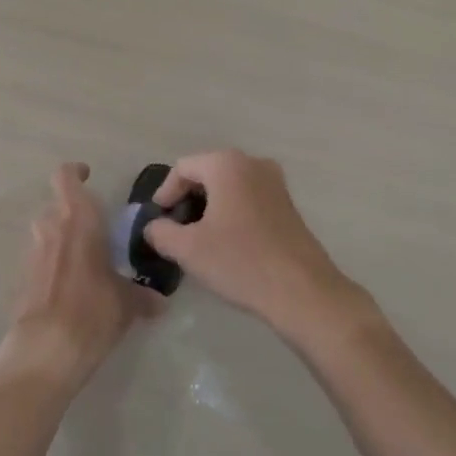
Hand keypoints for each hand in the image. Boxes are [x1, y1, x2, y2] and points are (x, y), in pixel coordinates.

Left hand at [0, 163, 153, 393]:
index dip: (75, 172)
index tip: (88, 176)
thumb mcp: (126, 304)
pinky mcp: (21, 280)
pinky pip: (39, 261)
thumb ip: (141, 296)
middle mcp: (51, 228)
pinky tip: (70, 290)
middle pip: (55, 206)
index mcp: (78, 219)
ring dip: (60, 239)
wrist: (46, 351)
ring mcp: (32, 254)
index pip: (66, 177)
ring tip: (84, 262)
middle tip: (95, 231)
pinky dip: (52, 266)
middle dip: (72, 214)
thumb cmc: (92, 312)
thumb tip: (159, 301)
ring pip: (45, 233)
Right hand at [146, 150, 368, 340]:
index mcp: (226, 164)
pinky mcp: (287, 204)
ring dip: (210, 208)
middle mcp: (252, 163)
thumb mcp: (188, 249)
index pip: (182, 168)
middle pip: (206, 173)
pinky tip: (227, 243)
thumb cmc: (240, 262)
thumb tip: (153, 227)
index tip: (158, 222)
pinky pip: (248, 198)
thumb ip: (161, 232)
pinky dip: (232, 213)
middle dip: (187, 200)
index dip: (165, 193)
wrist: (303, 292)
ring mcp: (275, 182)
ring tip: (199, 239)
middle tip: (176, 230)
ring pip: (229, 187)